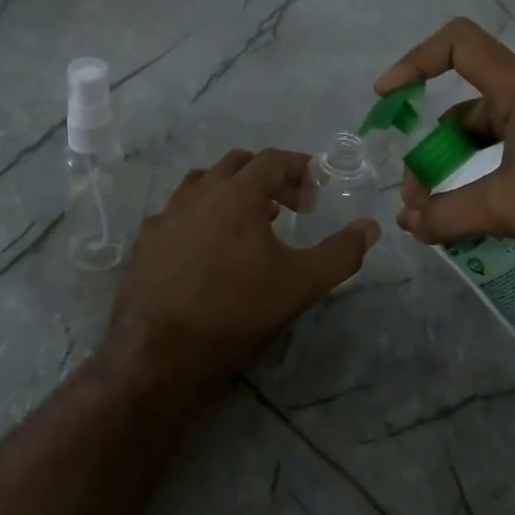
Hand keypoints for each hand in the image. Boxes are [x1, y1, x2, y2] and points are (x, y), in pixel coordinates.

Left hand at [106, 148, 379, 393]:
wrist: (160, 355)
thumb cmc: (236, 312)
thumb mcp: (301, 285)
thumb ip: (340, 253)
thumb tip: (370, 227)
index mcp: (236, 194)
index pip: (272, 160)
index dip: (299, 169)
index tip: (315, 193)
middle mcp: (197, 194)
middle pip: (236, 164)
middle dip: (266, 178)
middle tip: (287, 208)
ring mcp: (165, 216)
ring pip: (201, 184)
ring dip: (229, 194)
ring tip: (247, 226)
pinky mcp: (144, 242)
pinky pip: (175, 214)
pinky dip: (198, 218)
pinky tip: (205, 250)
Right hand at [375, 18, 514, 272]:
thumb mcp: (512, 207)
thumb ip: (450, 214)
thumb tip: (409, 224)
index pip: (458, 44)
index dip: (415, 60)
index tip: (387, 97)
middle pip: (459, 111)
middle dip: (428, 153)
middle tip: (417, 203)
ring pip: (480, 144)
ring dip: (452, 177)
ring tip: (436, 223)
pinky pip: (502, 163)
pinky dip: (479, 187)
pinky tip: (470, 224)